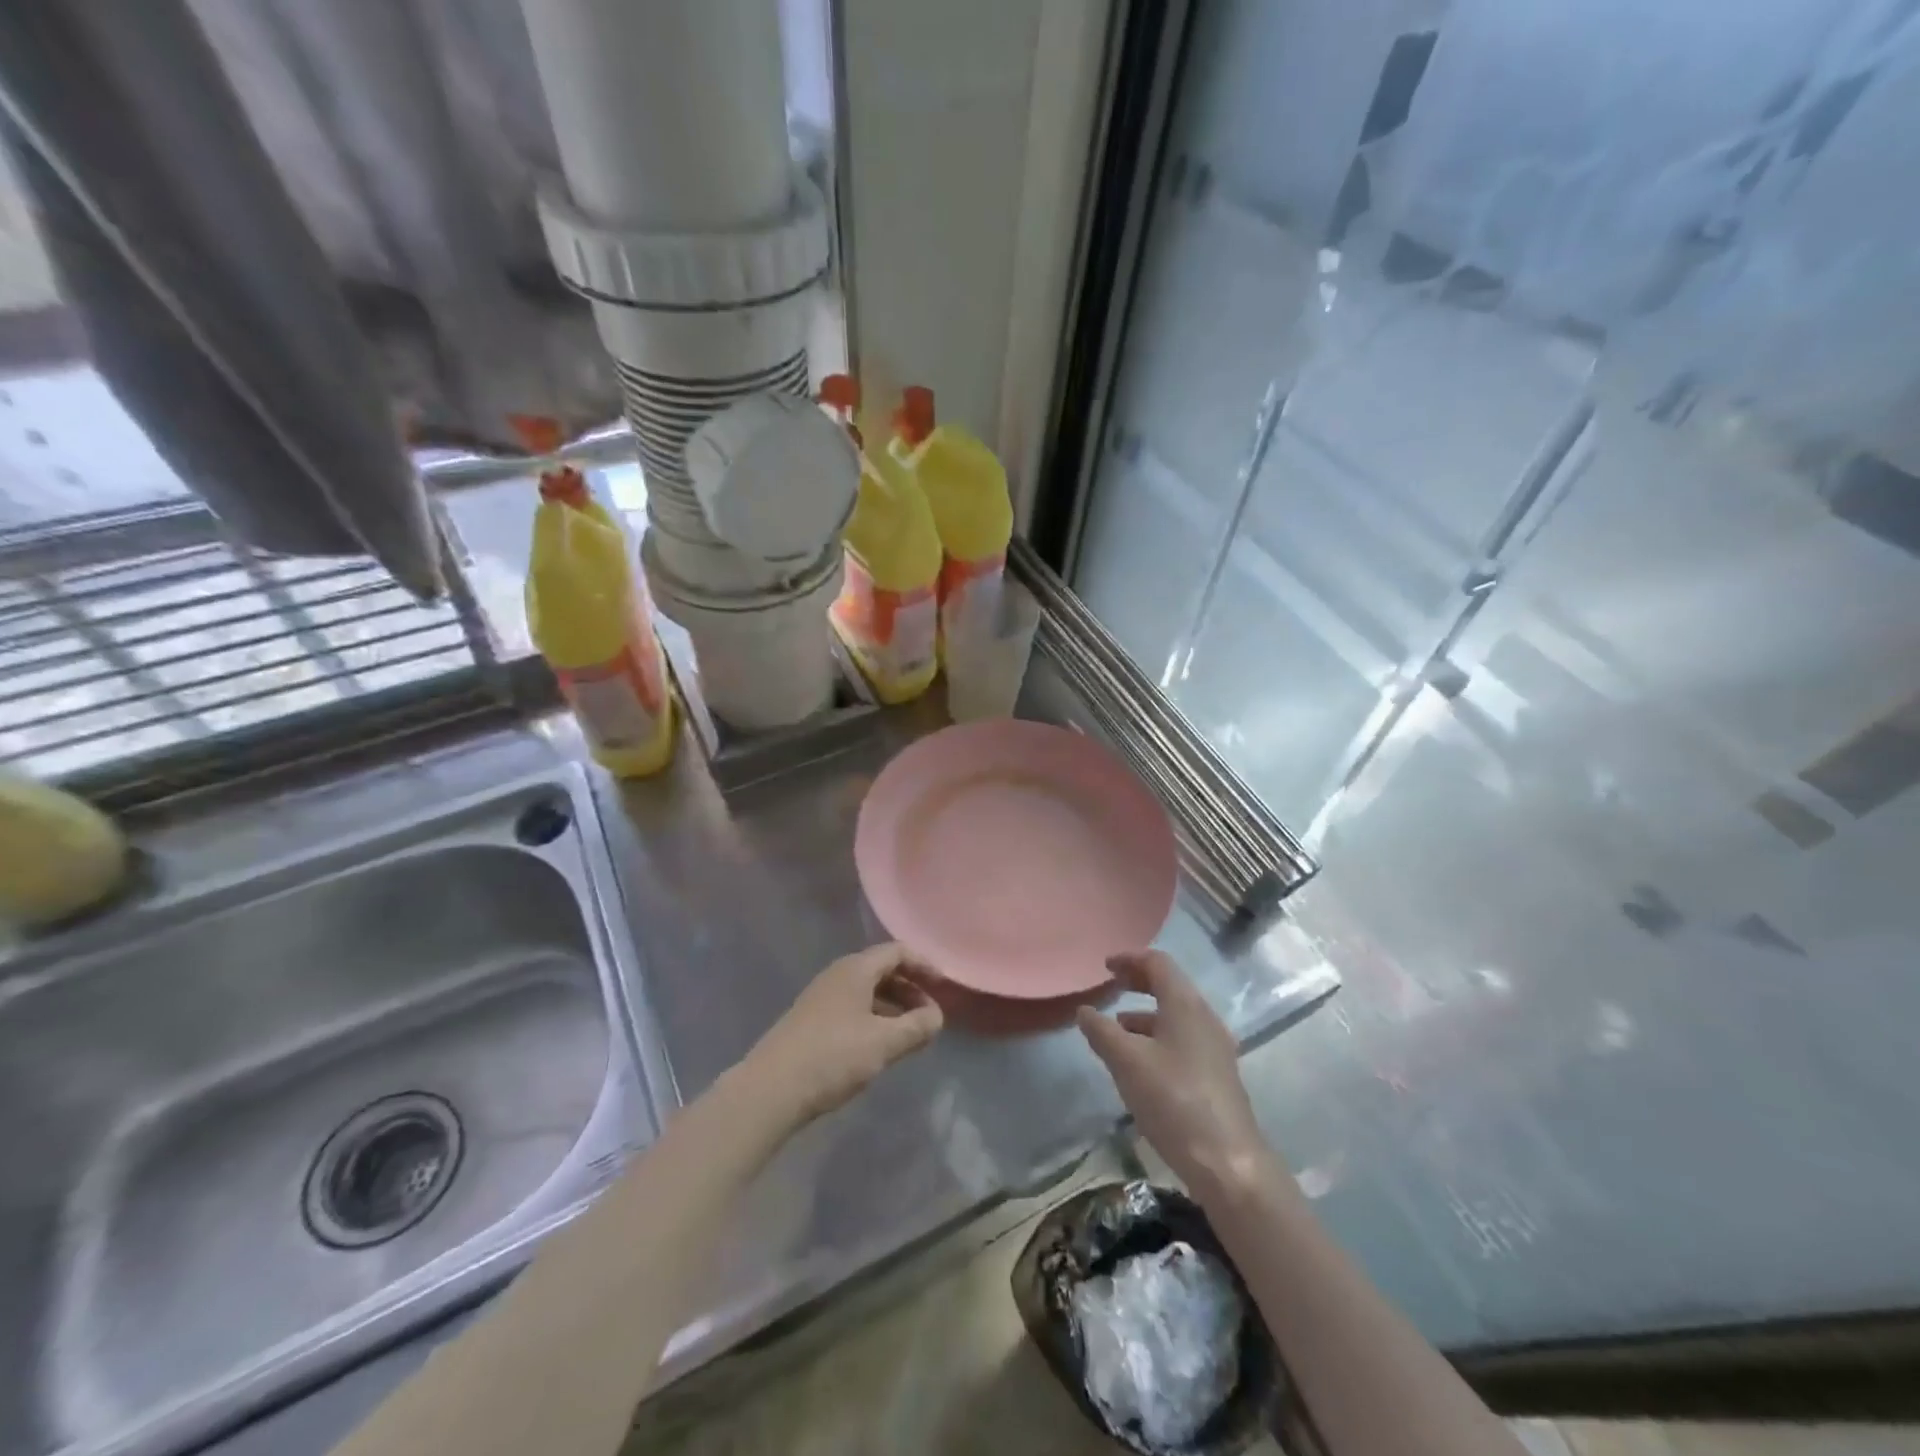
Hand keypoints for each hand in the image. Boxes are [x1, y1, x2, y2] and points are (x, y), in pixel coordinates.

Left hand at [741, 943, 943, 1126]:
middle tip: (929, 1014)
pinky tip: (878, 1045)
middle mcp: (837, 974)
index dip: (924, 965)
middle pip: (882, 969)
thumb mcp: (884, 1043)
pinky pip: (852, 1007)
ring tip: (909, 1033)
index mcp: (856, 969)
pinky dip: (873, 1017)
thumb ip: (917, 1027)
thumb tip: (937, 1016)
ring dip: (892, 1005)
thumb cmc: (833, 1057)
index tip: (944, 986)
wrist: (770, 1089)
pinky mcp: (811, 1020)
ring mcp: (821, 997)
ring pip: (866, 990)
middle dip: (910, 988)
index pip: (897, 952)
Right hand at [1077, 950, 1269, 1194]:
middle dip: (1139, 983)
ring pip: (1176, 1016)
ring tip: (1116, 1028)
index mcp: (1185, 1005)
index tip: (1105, 966)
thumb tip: (1084, 1011)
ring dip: (1145, 1013)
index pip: (1158, 963)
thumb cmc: (1173, 1100)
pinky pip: (1182, 1039)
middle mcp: (1204, 1018)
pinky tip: (1140, 1063)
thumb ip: (1101, 1031)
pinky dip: (1157, 1037)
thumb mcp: (1126, 1062)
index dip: (1130, 959)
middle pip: (1170, 986)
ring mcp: (1215, 1048)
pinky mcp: (1216, 1075)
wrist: (1227, 1163)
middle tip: (1111, 986)